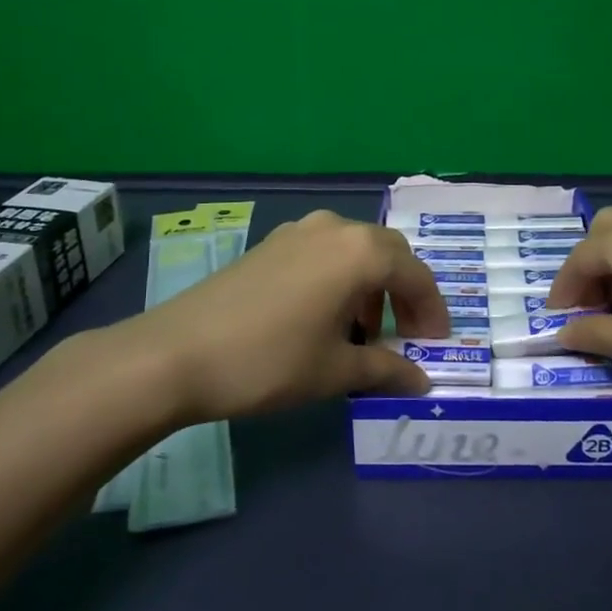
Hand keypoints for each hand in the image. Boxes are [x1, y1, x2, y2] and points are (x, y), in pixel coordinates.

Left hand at [68, 210, 450, 425]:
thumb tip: (421, 381)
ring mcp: (298, 232)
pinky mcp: (271, 244)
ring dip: (371, 286)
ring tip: (364, 334)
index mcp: (360, 252)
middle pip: (388, 254)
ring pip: (355, 251)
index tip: (436, 345)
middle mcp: (334, 229)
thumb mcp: (335, 371)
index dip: (432, 311)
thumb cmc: (269, 361)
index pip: (416, 275)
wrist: (175, 353)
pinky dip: (340, 279)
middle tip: (405, 337)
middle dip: (404, 294)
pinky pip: (324, 253)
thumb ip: (386, 370)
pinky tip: (325, 317)